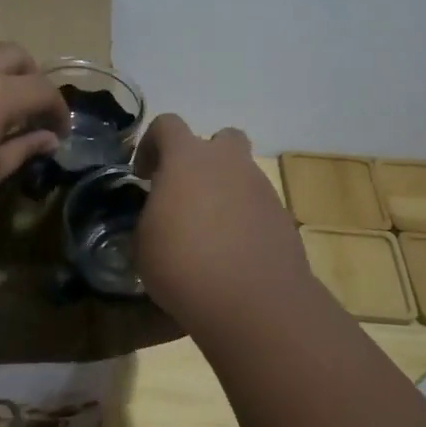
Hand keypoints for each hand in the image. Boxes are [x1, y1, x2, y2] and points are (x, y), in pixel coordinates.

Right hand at [133, 115, 312, 329]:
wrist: (252, 301)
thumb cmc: (183, 264)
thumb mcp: (144, 242)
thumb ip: (150, 216)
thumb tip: (158, 216)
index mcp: (187, 158)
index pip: (167, 125)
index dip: (151, 145)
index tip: (143, 176)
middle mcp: (229, 163)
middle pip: (220, 139)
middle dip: (202, 159)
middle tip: (185, 192)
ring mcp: (261, 189)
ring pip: (242, 175)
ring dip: (224, 192)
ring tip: (208, 232)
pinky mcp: (282, 218)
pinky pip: (257, 207)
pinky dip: (243, 221)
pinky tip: (231, 254)